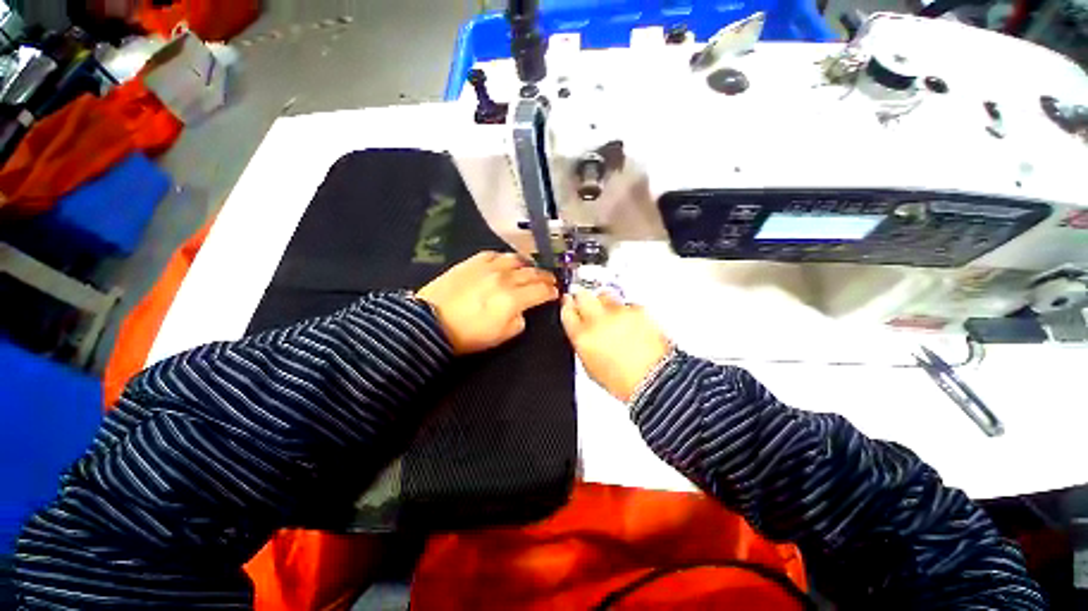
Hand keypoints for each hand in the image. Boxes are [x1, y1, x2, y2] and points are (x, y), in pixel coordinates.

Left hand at [417, 251, 558, 354]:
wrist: (430, 322)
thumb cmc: (468, 335)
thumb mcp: (501, 336)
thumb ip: (519, 321)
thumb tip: (523, 310)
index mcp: (513, 299)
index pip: (541, 290)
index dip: (551, 291)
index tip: (555, 292)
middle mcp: (504, 278)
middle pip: (532, 273)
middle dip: (545, 277)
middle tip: (551, 279)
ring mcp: (488, 267)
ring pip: (516, 260)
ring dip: (527, 265)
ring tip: (531, 269)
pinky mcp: (472, 262)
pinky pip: (495, 254)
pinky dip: (506, 258)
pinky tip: (507, 262)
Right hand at [561, 290, 670, 401]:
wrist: (654, 380)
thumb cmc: (624, 381)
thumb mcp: (590, 367)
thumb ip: (582, 343)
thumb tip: (580, 331)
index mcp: (582, 337)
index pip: (567, 312)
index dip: (568, 307)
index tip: (570, 304)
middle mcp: (597, 320)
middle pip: (582, 295)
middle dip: (582, 297)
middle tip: (587, 302)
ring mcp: (618, 312)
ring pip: (604, 295)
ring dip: (605, 302)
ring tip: (613, 316)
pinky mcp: (637, 309)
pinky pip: (627, 303)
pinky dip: (627, 310)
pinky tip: (631, 324)